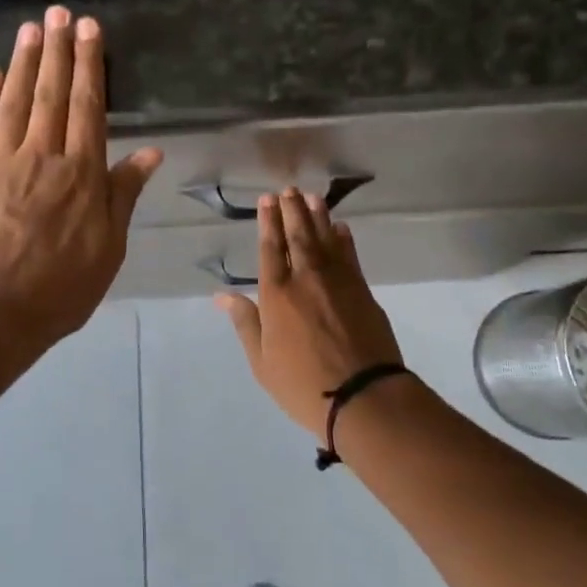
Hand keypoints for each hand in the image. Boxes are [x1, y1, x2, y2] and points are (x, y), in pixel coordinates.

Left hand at [0, 7, 162, 358]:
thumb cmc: (60, 286)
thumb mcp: (109, 247)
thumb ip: (124, 194)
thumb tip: (151, 151)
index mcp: (82, 174)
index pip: (88, 107)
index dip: (89, 66)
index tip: (89, 30)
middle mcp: (44, 156)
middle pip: (51, 94)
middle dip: (57, 50)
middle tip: (59, 13)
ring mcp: (3, 162)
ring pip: (16, 101)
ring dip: (23, 62)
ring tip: (30, 28)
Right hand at [216, 189, 404, 434]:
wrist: (364, 396)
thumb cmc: (303, 385)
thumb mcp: (262, 362)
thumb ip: (245, 323)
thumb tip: (222, 296)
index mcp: (276, 294)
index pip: (270, 248)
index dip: (269, 222)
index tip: (268, 200)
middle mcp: (306, 278)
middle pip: (298, 236)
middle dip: (292, 210)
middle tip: (289, 190)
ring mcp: (338, 281)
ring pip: (325, 239)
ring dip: (318, 216)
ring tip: (311, 197)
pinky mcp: (362, 290)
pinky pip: (350, 256)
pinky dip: (344, 239)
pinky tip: (341, 228)